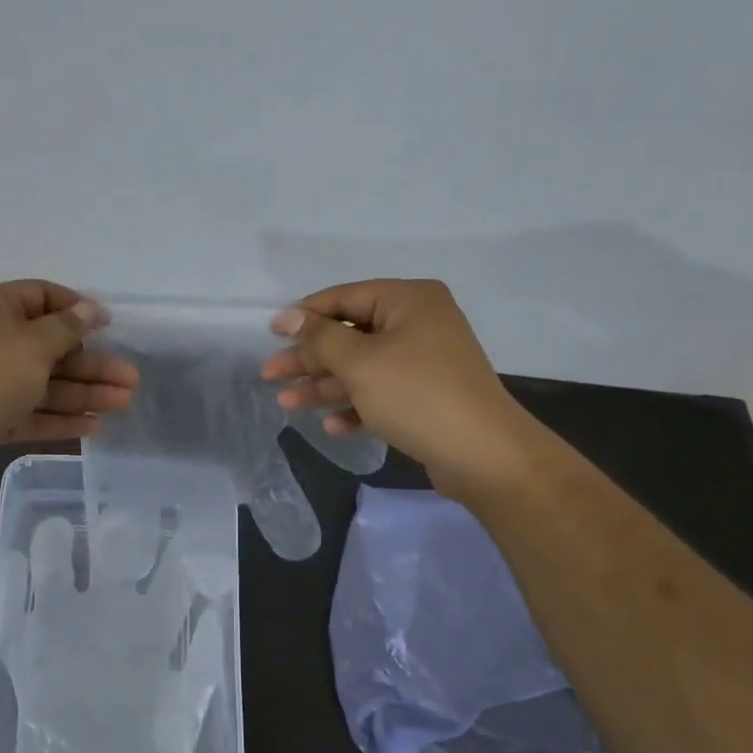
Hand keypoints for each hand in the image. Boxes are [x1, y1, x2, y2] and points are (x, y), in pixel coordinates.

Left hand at [0, 280, 138, 482]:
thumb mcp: (34, 343)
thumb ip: (67, 326)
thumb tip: (89, 308)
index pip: (40, 297)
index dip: (76, 308)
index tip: (108, 325)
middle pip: (51, 347)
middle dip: (92, 363)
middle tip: (130, 378)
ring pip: (46, 383)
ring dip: (85, 392)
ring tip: (124, 403)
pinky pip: (33, 413)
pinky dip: (62, 418)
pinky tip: (94, 427)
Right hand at [260, 279, 531, 490]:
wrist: (482, 454)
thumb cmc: (416, 395)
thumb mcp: (359, 363)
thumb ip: (319, 338)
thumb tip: (288, 316)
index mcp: (408, 301)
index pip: (344, 298)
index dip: (304, 315)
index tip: (271, 334)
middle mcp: (418, 324)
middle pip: (350, 335)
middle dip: (309, 359)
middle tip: (270, 375)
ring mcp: (423, 362)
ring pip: (361, 368)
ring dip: (324, 386)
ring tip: (287, 405)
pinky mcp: (425, 396)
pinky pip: (380, 393)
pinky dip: (355, 406)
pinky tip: (332, 426)